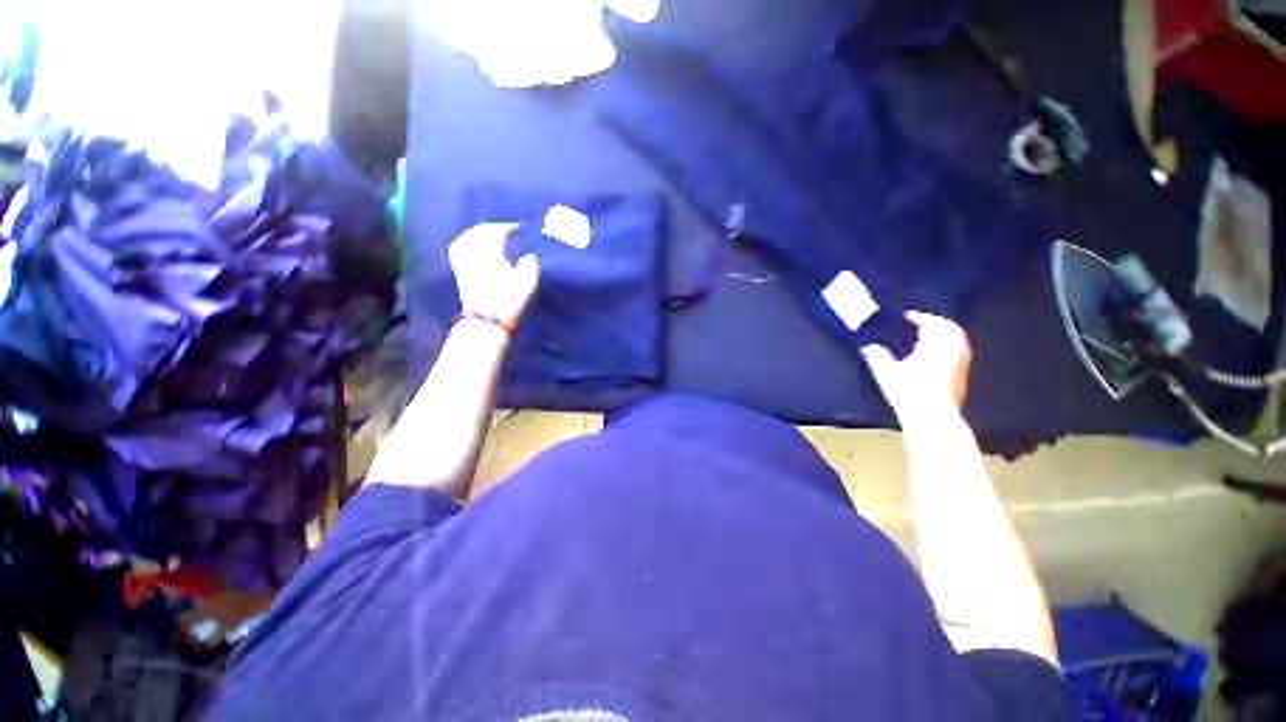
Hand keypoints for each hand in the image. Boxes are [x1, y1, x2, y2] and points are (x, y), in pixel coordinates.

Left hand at [449, 223, 540, 325]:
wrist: (487, 320)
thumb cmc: (508, 299)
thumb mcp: (527, 282)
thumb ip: (530, 265)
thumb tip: (529, 256)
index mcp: (489, 250)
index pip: (496, 231)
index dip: (508, 227)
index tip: (519, 229)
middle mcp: (472, 251)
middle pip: (479, 232)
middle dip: (492, 229)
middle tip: (505, 231)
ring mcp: (462, 261)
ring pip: (466, 238)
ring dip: (478, 234)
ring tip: (489, 237)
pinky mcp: (459, 272)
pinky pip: (459, 249)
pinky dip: (466, 244)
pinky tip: (472, 247)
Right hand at [861, 311, 971, 424]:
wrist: (933, 417)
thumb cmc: (909, 392)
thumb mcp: (886, 372)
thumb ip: (877, 356)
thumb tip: (868, 346)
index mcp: (935, 344)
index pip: (930, 322)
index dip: (918, 317)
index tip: (907, 316)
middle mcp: (952, 350)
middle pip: (950, 329)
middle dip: (937, 322)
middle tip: (922, 322)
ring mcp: (960, 363)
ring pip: (958, 341)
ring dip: (946, 334)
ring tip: (931, 336)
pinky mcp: (962, 376)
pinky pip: (960, 353)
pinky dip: (950, 348)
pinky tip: (937, 355)